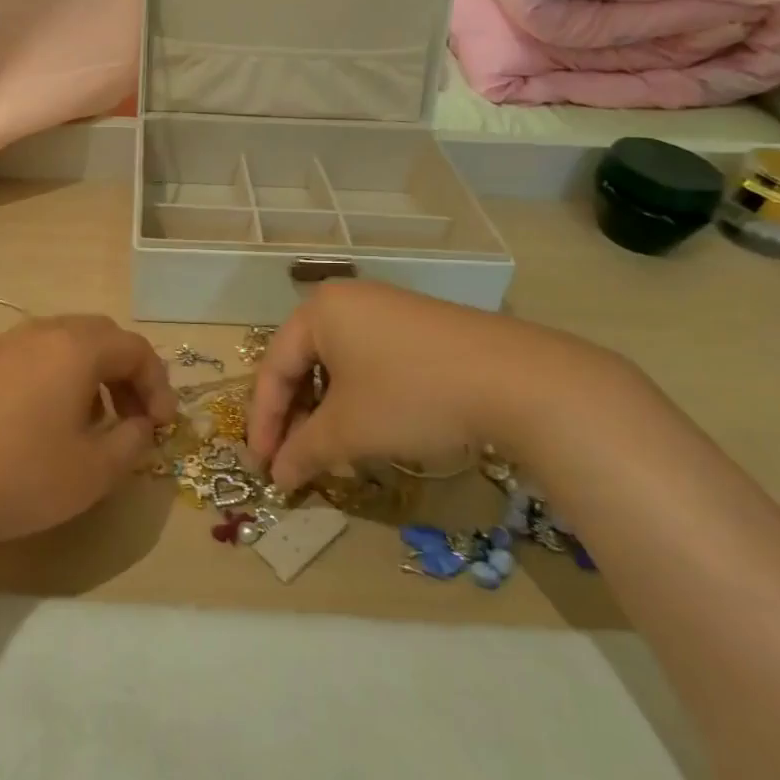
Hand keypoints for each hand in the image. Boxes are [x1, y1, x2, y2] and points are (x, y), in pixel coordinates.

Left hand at [0, 315, 177, 550]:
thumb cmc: (19, 476)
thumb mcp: (93, 472)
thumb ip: (133, 443)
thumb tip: (141, 425)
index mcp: (74, 347)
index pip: (135, 349)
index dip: (158, 385)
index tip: (163, 426)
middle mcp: (38, 333)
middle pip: (99, 337)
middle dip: (125, 376)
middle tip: (132, 417)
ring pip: (60, 346)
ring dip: (88, 377)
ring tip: (88, 424)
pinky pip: (27, 360)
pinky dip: (51, 381)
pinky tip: (39, 426)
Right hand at [245, 282, 618, 488]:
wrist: (517, 381)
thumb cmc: (411, 396)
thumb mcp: (348, 430)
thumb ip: (303, 452)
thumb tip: (278, 478)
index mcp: (318, 311)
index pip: (274, 368)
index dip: (263, 422)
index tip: (262, 466)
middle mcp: (348, 301)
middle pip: (304, 363)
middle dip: (295, 418)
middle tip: (292, 461)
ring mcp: (388, 310)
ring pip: (338, 365)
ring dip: (326, 411)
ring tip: (328, 451)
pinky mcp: (420, 328)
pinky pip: (370, 361)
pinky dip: (359, 398)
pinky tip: (369, 429)